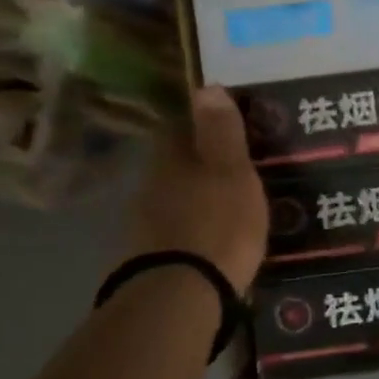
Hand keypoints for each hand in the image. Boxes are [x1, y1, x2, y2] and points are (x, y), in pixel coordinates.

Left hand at [124, 87, 268, 290]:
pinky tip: (210, 239)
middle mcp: (150, 185)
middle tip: (233, 168)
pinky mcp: (148, 257)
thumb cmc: (218, 223)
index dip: (201, 124)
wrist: (182, 293)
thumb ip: (221, 132)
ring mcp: (144, 224)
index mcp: (172, 160)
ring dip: (194, 198)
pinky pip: (174, 231)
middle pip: (174, 164)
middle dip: (199, 164)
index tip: (226, 127)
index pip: (180, 128)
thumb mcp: (232, 172)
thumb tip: (207, 85)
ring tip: (228, 206)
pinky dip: (191, 229)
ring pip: (172, 198)